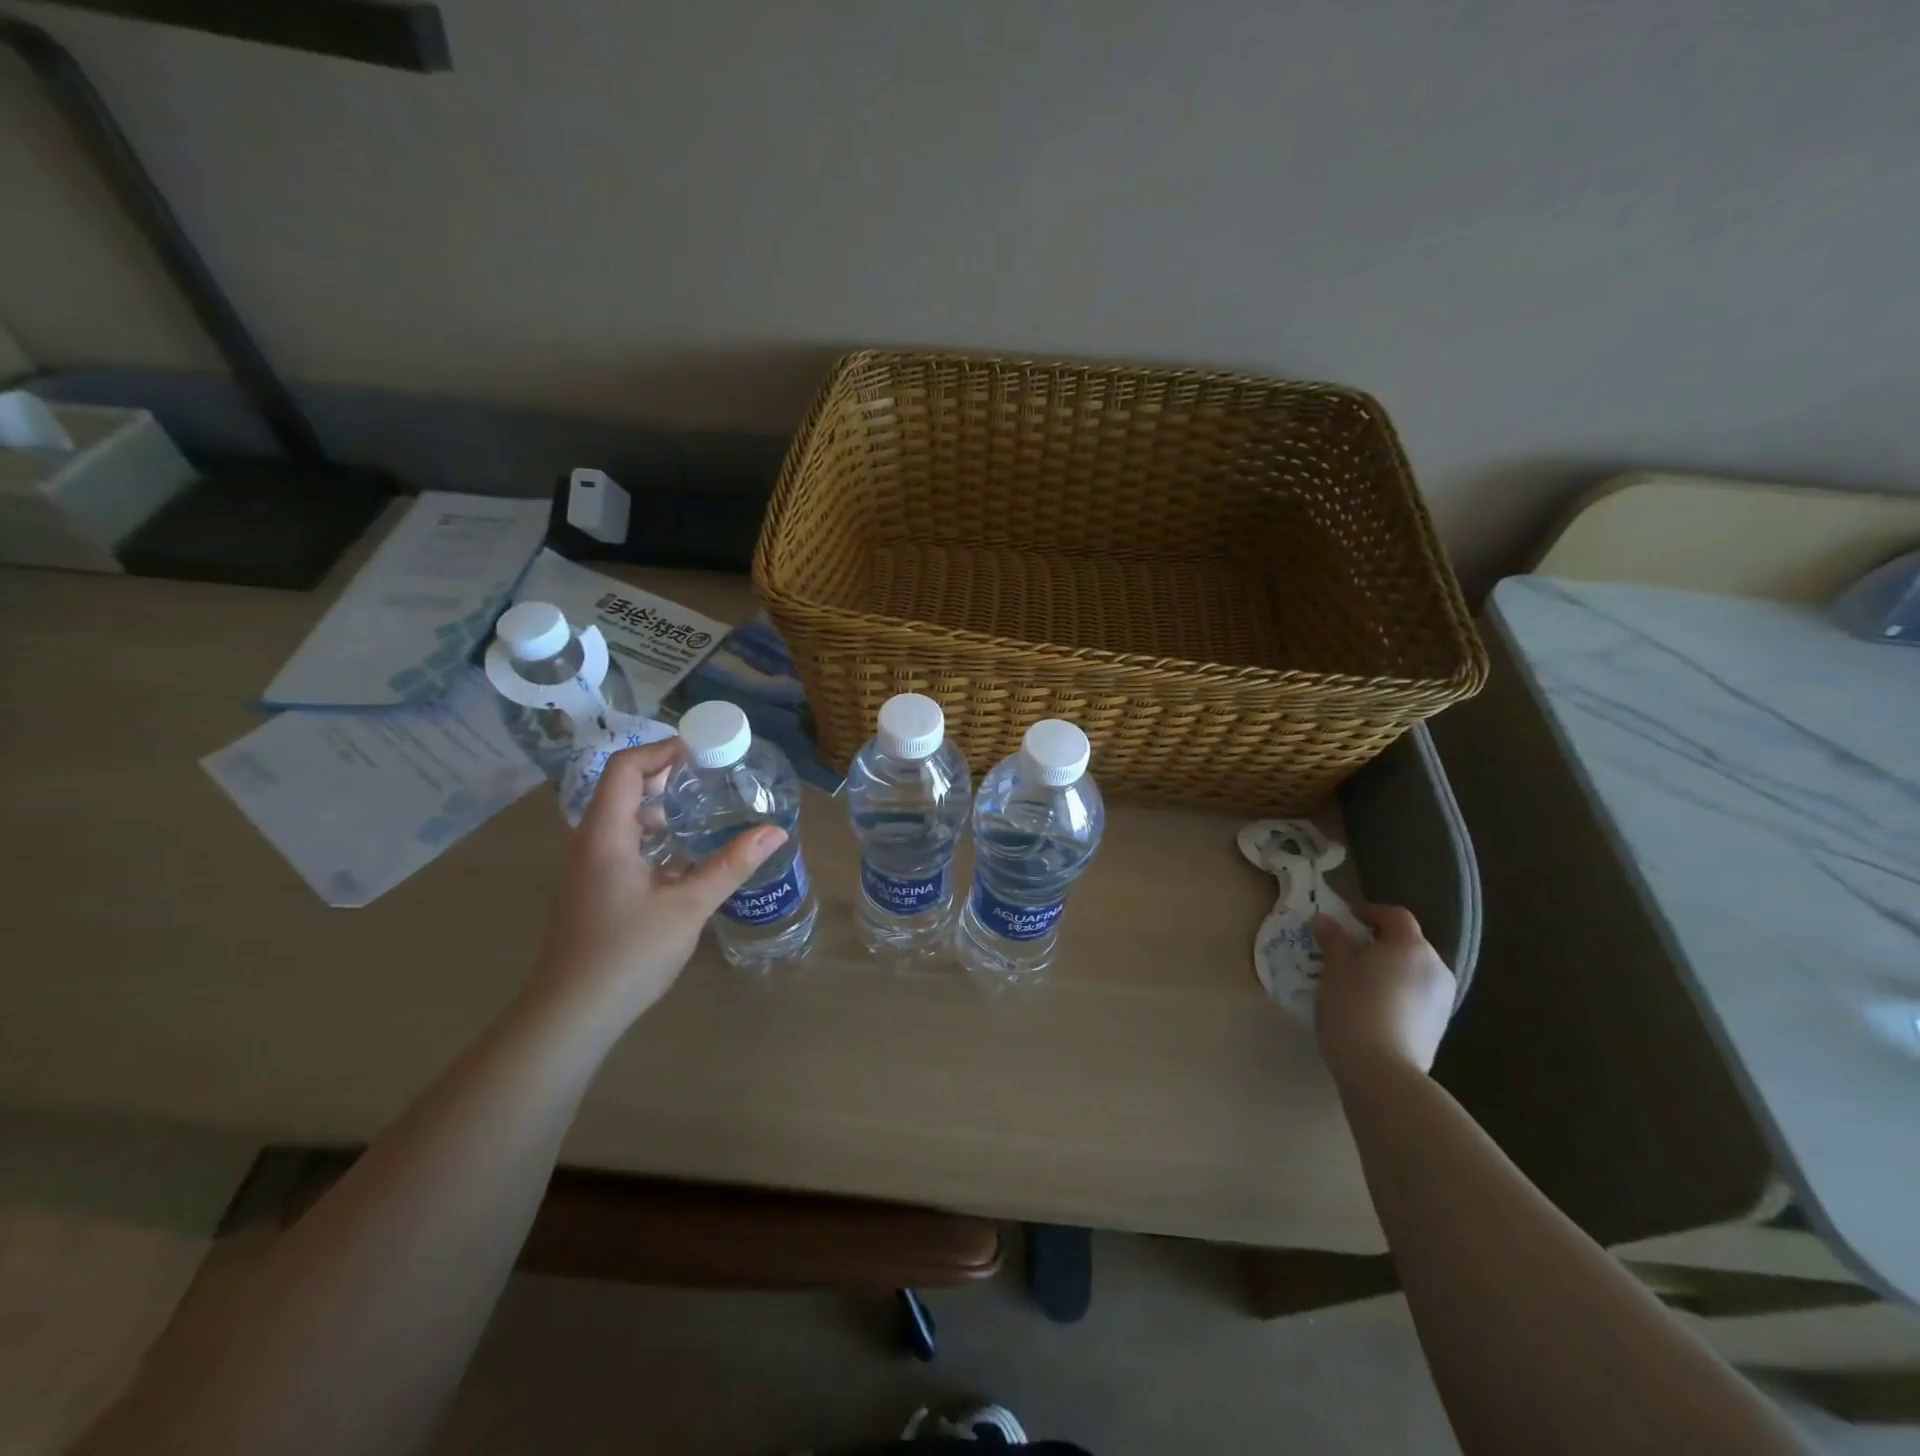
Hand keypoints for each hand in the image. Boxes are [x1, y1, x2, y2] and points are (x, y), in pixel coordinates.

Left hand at [526, 740, 785, 1029]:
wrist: (572, 1014)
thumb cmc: (627, 953)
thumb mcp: (688, 906)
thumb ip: (731, 865)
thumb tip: (775, 832)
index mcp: (606, 834)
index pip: (625, 768)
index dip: (661, 750)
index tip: (703, 751)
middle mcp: (590, 842)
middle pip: (623, 788)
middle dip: (667, 776)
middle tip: (713, 777)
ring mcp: (589, 867)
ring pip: (623, 818)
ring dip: (661, 807)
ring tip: (705, 810)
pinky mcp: (594, 889)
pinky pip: (624, 844)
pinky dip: (654, 836)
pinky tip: (687, 856)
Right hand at [1312, 904, 1456, 1078]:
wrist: (1382, 1070)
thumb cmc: (1353, 1007)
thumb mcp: (1334, 968)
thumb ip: (1332, 939)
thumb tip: (1324, 919)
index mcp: (1410, 946)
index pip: (1395, 915)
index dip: (1370, 912)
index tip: (1346, 920)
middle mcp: (1435, 967)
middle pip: (1408, 942)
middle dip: (1380, 942)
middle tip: (1348, 952)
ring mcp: (1443, 999)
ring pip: (1414, 971)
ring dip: (1390, 969)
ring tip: (1360, 982)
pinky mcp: (1440, 1026)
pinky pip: (1418, 995)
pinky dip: (1398, 992)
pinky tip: (1374, 1008)